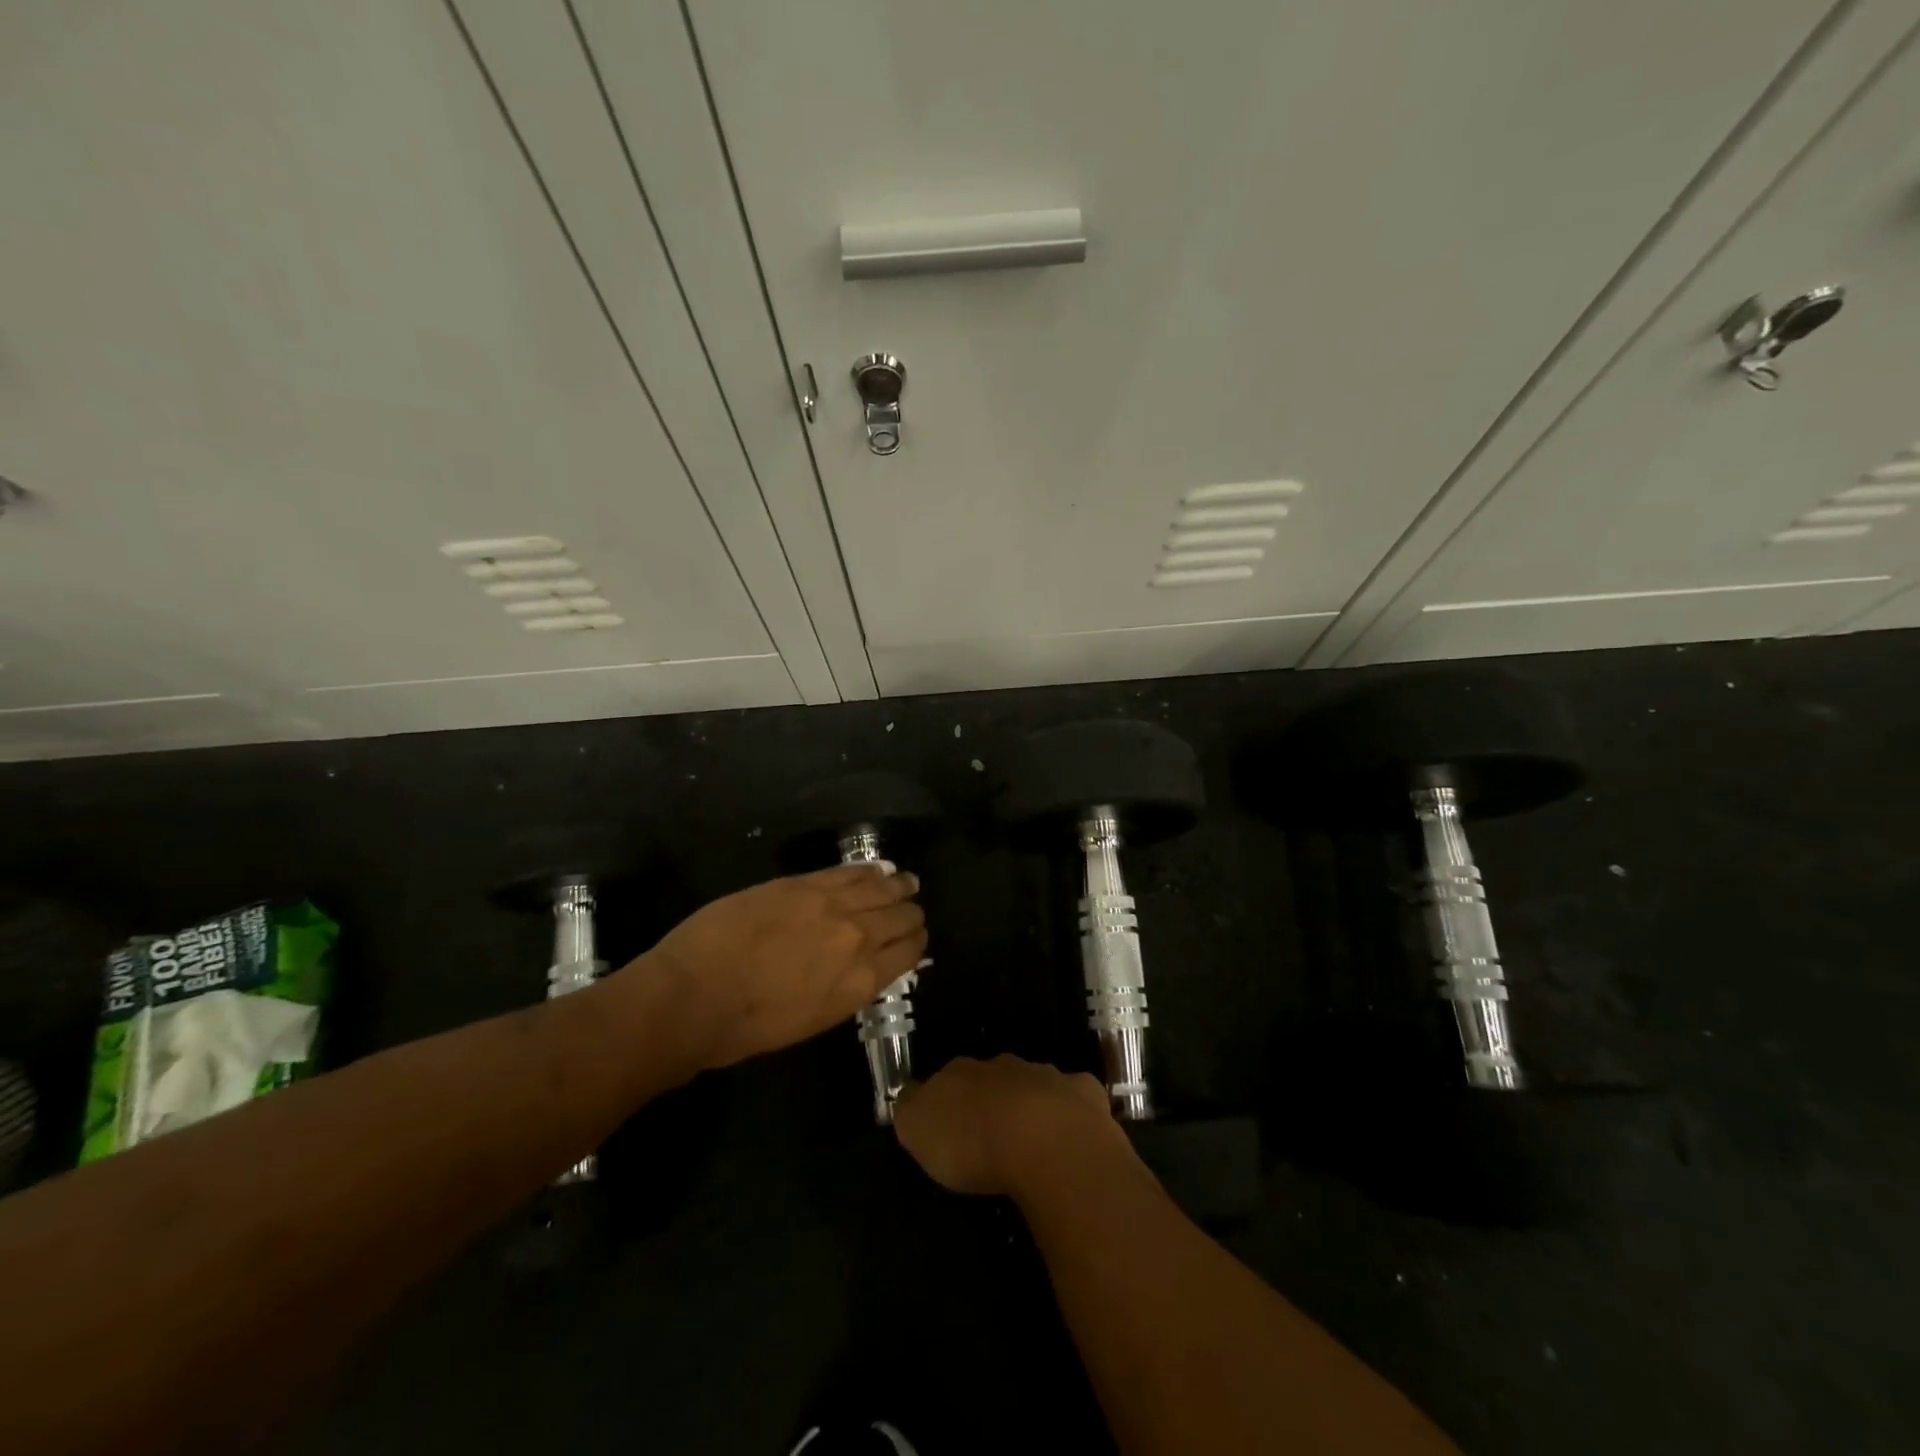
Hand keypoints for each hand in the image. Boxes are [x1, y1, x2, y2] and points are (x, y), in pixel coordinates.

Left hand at [640, 864, 925, 1071]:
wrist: (694, 995)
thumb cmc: (746, 1027)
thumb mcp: (811, 1020)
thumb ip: (843, 990)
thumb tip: (858, 970)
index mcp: (860, 983)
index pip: (908, 953)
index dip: (915, 943)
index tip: (915, 939)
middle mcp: (858, 939)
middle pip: (901, 916)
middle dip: (910, 913)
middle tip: (910, 910)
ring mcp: (832, 905)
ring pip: (882, 887)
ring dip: (898, 885)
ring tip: (906, 881)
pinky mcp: (803, 883)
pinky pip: (849, 871)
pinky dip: (869, 869)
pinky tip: (878, 868)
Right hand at [894, 1055, 1127, 1197]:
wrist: (1046, 1142)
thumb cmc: (974, 1141)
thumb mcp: (918, 1129)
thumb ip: (911, 1109)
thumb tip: (911, 1096)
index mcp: (963, 1072)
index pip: (948, 1076)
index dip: (947, 1099)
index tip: (948, 1124)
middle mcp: (1004, 1066)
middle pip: (993, 1078)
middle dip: (991, 1100)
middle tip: (988, 1135)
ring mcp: (1048, 1077)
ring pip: (1034, 1085)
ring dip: (1031, 1106)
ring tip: (1030, 1143)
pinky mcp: (1086, 1096)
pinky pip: (1076, 1100)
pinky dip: (1073, 1114)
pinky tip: (1073, 1139)